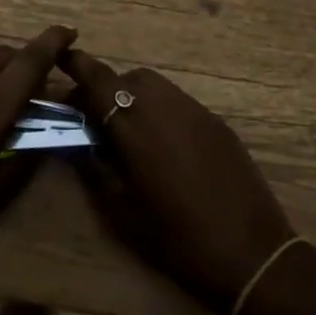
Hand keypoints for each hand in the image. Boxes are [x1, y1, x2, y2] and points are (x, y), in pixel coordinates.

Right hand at [64, 48, 294, 314]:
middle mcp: (165, 108)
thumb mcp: (123, 214)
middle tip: (96, 121)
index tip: (62, 58)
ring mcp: (196, 113)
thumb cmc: (178, 241)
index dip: (79, 66)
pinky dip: (161, 110)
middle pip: (128, 79)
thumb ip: (97, 170)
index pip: (100, 81)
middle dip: (107, 90)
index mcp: (136, 129)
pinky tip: (164, 146)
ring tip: (131, 133)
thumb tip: (82, 144)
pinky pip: (179, 103)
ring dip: (135, 98)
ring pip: (156, 87)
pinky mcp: (218, 124)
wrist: (253, 256)